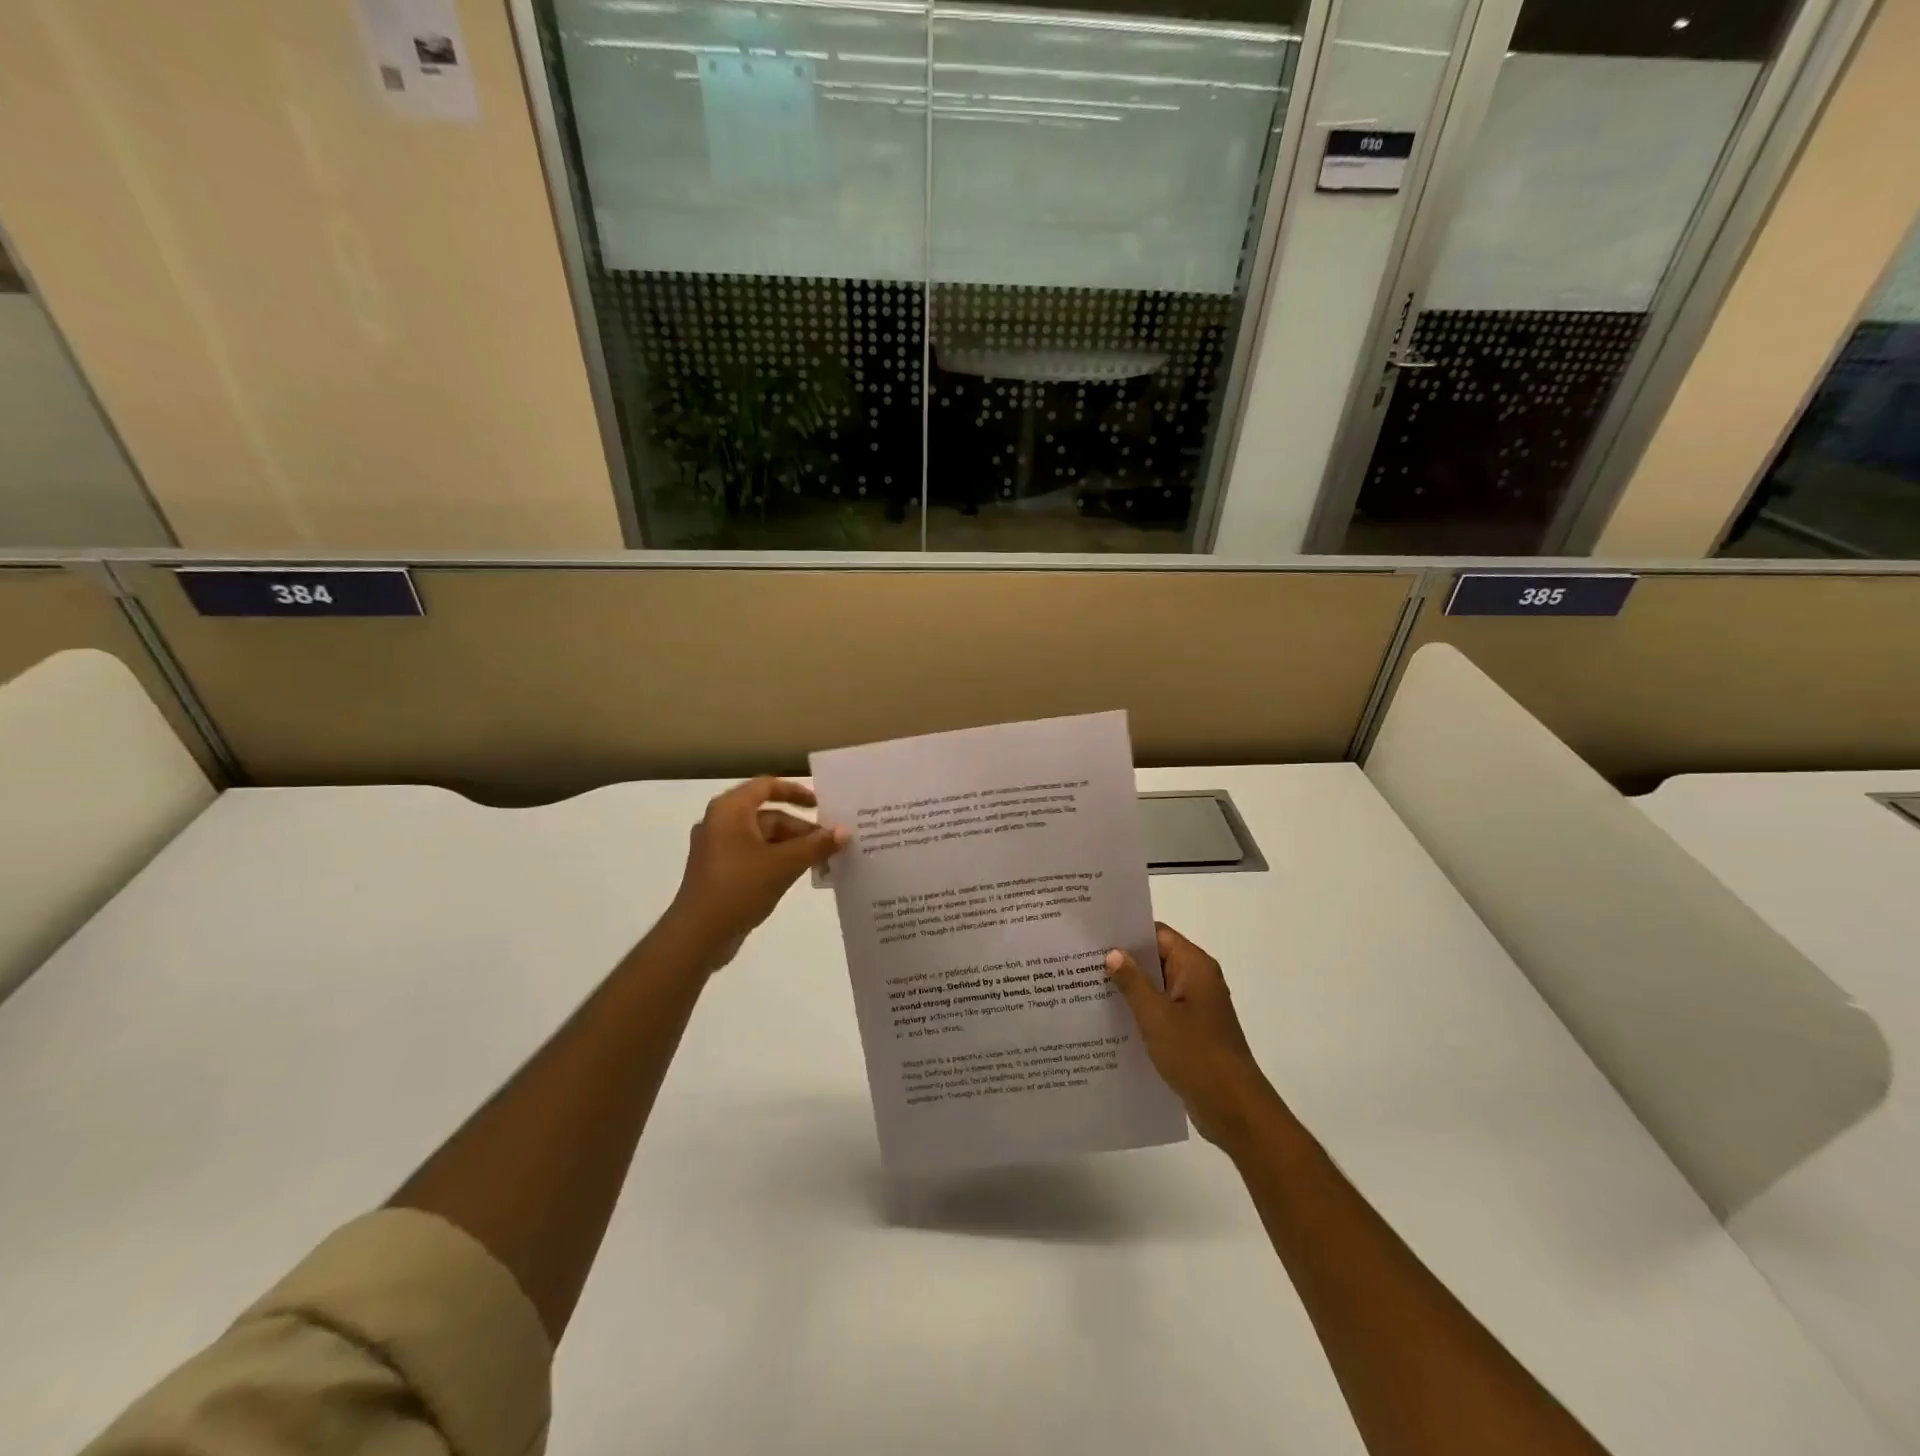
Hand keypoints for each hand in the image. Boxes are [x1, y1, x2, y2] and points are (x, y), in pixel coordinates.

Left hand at [664, 777, 848, 970]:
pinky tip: (799, 875)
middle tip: (830, 843)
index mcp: (730, 810)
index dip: (795, 791)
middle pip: (768, 815)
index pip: (766, 786)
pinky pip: (755, 856)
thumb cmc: (739, 888)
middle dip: (800, 828)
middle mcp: (721, 823)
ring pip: (763, 838)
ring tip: (821, 861)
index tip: (821, 805)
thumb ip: (816, 845)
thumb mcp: (784, 864)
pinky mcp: (720, 872)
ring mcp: (718, 849)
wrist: (698, 936)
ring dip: (792, 846)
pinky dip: (777, 860)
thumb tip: (845, 831)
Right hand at [1106, 924, 1278, 1151]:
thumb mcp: (1156, 1016)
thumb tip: (1113, 952)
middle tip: (1081, 962)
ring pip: (1156, 987)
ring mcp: (1196, 1007)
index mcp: (1194, 966)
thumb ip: (1132, 982)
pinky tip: (1111, 1020)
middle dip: (1123, 961)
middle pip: (1156, 959)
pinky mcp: (1192, 1031)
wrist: (1234, 1109)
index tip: (1093, 936)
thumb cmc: (1196, 1055)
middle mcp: (1198, 980)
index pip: (1157, 934)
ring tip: (1088, 988)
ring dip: (1129, 988)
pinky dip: (1140, 1011)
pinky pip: (1161, 1010)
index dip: (1127, 933)